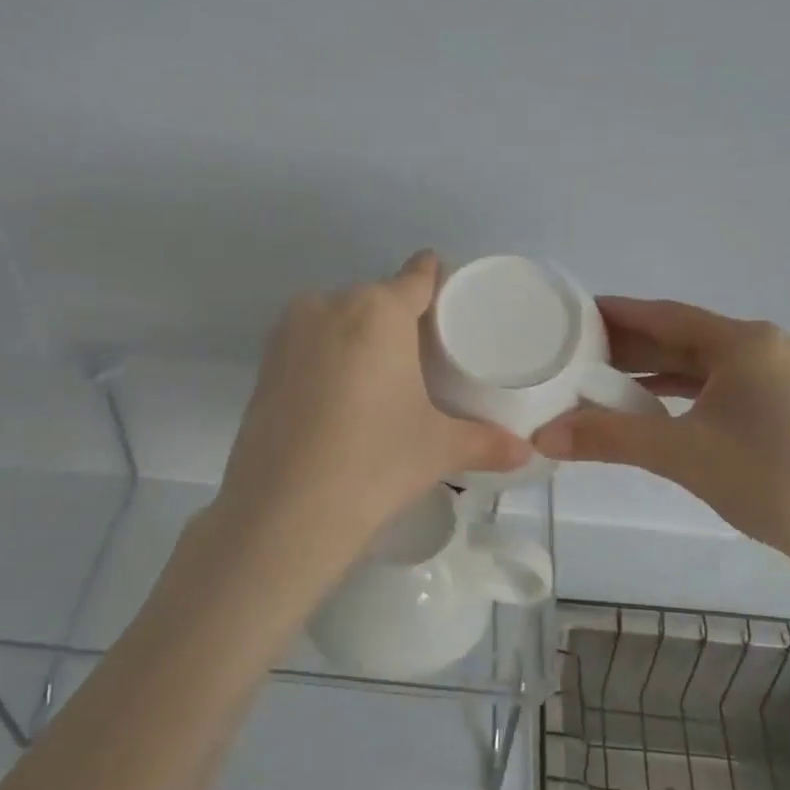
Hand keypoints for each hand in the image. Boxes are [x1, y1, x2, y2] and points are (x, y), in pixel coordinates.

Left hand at [213, 252, 530, 548]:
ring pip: (336, 321)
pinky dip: (326, 360)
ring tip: (379, 382)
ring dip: (358, 339)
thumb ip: (485, 442)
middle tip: (420, 359)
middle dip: (397, 321)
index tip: (447, 293)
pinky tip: (339, 400)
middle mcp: (329, 305)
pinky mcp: (263, 365)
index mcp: (378, 311)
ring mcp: (288, 333)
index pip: (416, 278)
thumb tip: (527, 451)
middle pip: (375, 300)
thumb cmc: (375, 463)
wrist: (284, 511)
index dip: (434, 279)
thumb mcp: (437, 449)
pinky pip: (308, 346)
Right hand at [532, 298, 789, 565]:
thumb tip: (542, 436)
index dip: (615, 314)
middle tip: (572, 350)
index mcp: (743, 343)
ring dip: (648, 370)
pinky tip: (643, 403)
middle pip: (679, 337)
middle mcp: (760, 348)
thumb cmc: (768, 479)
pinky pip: (712, 385)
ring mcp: (772, 376)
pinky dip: (675, 391)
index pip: (665, 315)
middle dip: (626, 345)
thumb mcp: (681, 454)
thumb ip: (609, 438)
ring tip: (595, 377)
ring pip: (695, 363)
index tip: (571, 314)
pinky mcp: (774, 404)